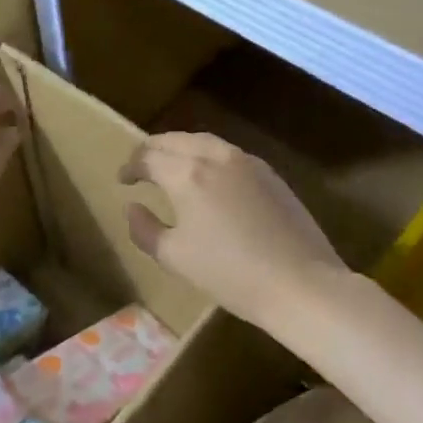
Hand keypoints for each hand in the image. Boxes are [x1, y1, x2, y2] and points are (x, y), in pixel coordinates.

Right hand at [119, 132, 345, 332]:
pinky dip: (207, 155)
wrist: (300, 282)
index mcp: (187, 174)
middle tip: (141, 164)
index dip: (131, 166)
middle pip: (175, 140)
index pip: (148, 157)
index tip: (123, 179)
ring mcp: (246, 162)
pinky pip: (228, 153)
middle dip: (153, 149)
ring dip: (181, 148)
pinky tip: (209, 176)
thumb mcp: (175, 257)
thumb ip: (145, 229)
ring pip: (204, 141)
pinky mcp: (269, 173)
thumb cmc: (230, 274)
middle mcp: (215, 156)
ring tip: (171, 164)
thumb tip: (133, 206)